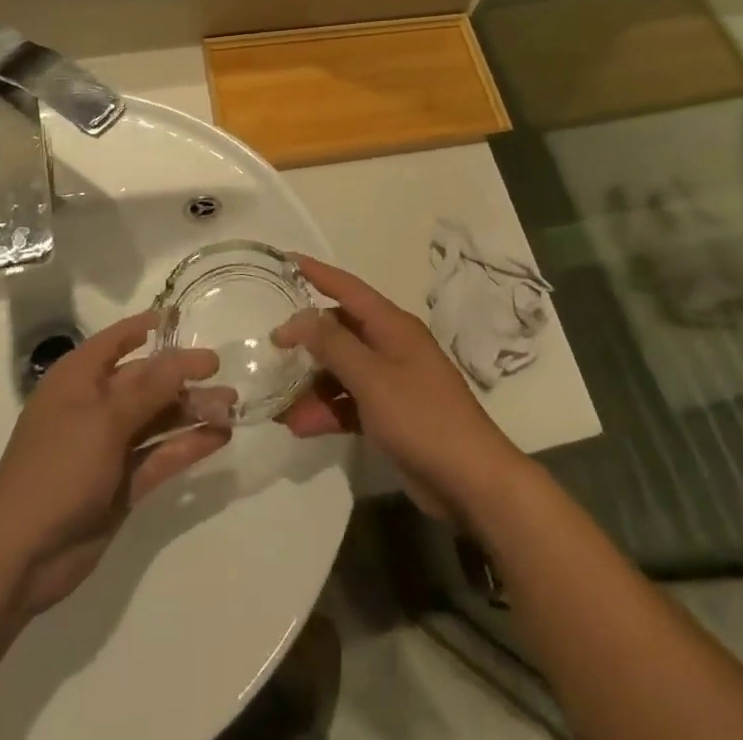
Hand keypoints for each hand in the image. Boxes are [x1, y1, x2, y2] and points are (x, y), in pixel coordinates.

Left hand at [0, 312, 227, 616]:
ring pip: (157, 419)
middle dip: (183, 377)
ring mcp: (109, 447)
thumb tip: (188, 356)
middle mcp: (95, 407)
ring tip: (231, 407)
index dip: (146, 326)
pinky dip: (188, 446)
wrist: (18, 559)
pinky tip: (220, 438)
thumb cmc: (56, 469)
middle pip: (145, 382)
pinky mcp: (122, 484)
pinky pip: (160, 455)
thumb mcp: (105, 420)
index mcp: (78, 380)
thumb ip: (151, 388)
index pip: (116, 340)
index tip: (182, 317)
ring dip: (192, 412)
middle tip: (224, 375)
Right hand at [273, 256, 528, 524]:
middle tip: (271, 352)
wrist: (471, 481)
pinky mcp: (390, 416)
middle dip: (307, 342)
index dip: (318, 274)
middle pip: (341, 331)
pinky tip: (300, 427)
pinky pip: (350, 402)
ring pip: (342, 371)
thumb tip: (301, 317)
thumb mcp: (373, 379)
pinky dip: (327, 411)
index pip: (349, 289)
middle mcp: (391, 346)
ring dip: (312, 385)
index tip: (287, 261)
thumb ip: (334, 345)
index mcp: (393, 326)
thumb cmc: (422, 418)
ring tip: (279, 407)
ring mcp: (392, 382)